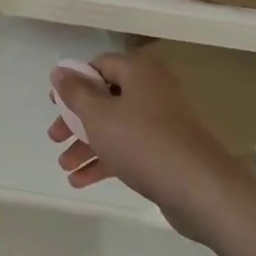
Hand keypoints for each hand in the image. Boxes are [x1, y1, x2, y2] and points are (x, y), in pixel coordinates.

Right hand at [48, 50, 240, 234]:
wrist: (201, 190)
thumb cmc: (143, 143)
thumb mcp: (98, 115)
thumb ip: (75, 92)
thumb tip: (60, 70)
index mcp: (139, 72)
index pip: (99, 66)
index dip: (73, 83)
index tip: (54, 104)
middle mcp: (153, 90)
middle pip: (105, 98)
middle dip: (76, 121)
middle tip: (55, 137)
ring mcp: (163, 122)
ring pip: (115, 126)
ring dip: (87, 145)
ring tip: (64, 167)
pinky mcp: (168, 152)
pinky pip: (129, 149)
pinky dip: (106, 161)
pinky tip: (80, 181)